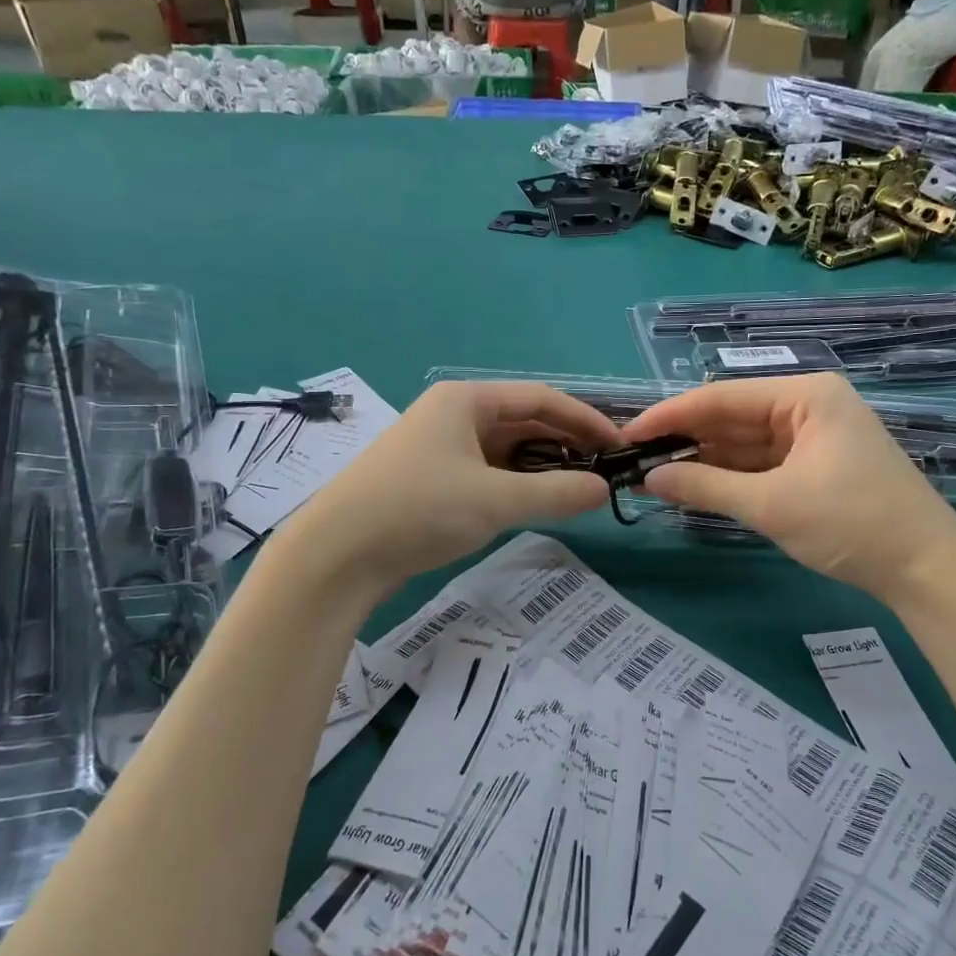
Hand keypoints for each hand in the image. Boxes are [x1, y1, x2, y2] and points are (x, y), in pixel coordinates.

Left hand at [270, 382, 621, 593]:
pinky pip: (486, 473)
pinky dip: (516, 485)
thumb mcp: (495, 499)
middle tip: (604, 472)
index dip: (584, 420)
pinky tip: (535, 504)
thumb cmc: (418, 509)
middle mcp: (453, 415)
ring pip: (505, 451)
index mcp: (466, 401)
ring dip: (542, 468)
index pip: (541, 400)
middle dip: (565, 445)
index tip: (619, 446)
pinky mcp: (430, 481)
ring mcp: (439, 448)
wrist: (336, 555)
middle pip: (523, 422)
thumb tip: (604, 489)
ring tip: (578, 490)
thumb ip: (556, 493)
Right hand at [621, 374, 955, 599]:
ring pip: (744, 444)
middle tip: (635, 462)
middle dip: (685, 441)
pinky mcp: (815, 467)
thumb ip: (705, 488)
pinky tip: (694, 488)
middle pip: (731, 418)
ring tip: (654, 477)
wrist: (926, 569)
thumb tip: (649, 480)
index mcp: (804, 396)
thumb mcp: (771, 504)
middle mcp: (807, 407)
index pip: (721, 397)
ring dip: (704, 462)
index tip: (627, 435)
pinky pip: (761, 464)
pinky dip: (729, 478)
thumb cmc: (851, 522)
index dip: (670, 415)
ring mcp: (813, 438)